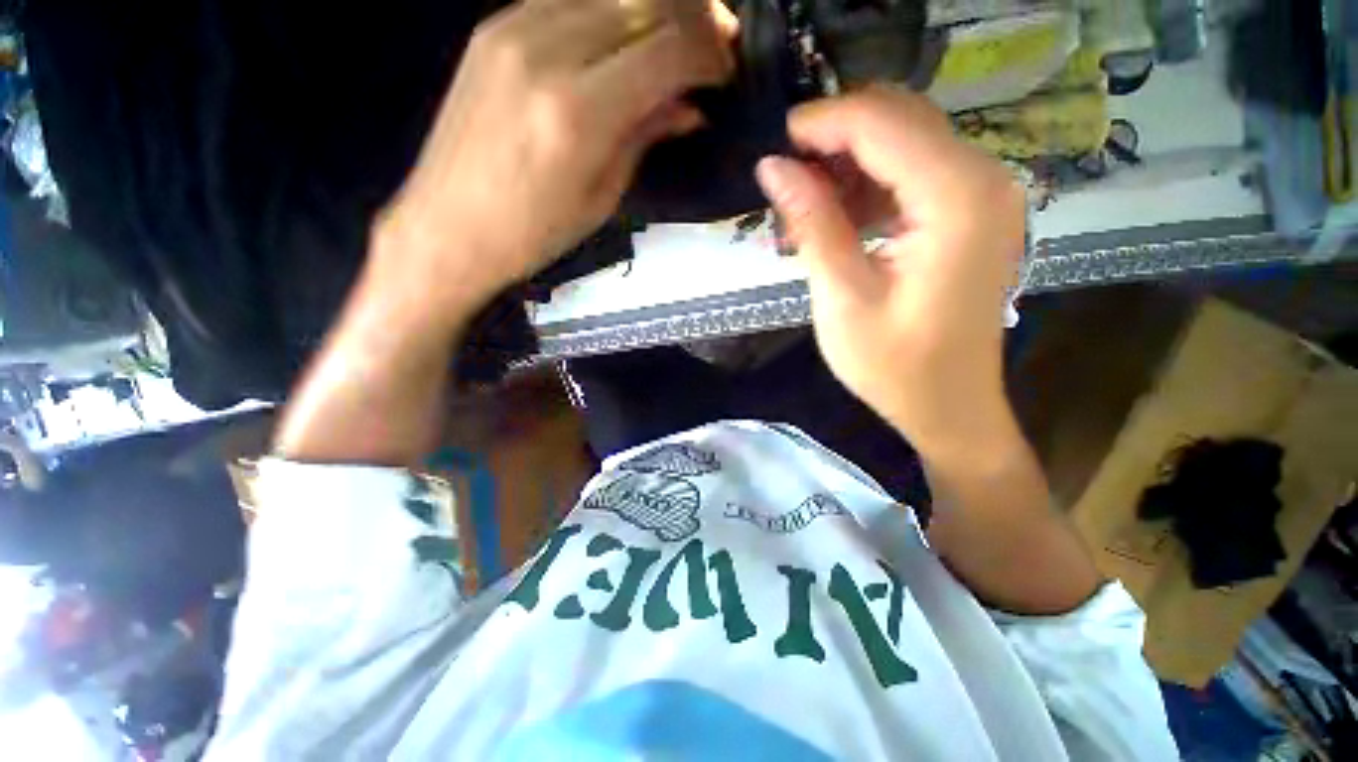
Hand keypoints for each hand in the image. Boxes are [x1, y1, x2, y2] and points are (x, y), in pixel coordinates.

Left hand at [373, 0, 732, 311]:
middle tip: (716, 45)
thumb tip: (688, 107)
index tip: (727, 70)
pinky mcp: (494, 26)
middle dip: (693, 18)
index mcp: (579, 111)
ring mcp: (513, 28)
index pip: (667, 50)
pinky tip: (625, 39)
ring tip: (677, 40)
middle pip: (643, 2)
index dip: (709, 54)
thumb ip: (644, 137)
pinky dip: (610, 11)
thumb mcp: (602, 197)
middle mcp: (547, 50)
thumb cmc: (533, 232)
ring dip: (655, 10)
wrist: (449, 227)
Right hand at [755, 86, 1026, 455]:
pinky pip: (916, 173)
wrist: (949, 405)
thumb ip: (812, 224)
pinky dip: (871, 184)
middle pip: (900, 120)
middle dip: (835, 139)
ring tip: (806, 209)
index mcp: (956, 199)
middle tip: (787, 181)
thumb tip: (773, 167)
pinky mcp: (972, 213)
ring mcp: (983, 194)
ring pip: (906, 142)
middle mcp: (984, 179)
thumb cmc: (893, 365)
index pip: (882, 123)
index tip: (775, 143)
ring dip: (850, 164)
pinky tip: (841, 219)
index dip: (823, 123)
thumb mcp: (841, 297)